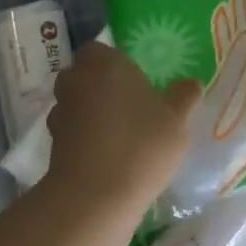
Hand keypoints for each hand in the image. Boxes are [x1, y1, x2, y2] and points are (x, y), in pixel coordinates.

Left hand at [46, 41, 201, 217]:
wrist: (95, 197)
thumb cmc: (141, 144)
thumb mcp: (177, 119)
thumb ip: (184, 96)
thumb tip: (192, 83)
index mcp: (104, 64)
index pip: (99, 49)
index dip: (113, 61)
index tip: (133, 77)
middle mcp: (76, 82)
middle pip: (82, 74)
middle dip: (99, 83)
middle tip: (128, 101)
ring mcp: (60, 113)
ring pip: (74, 102)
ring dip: (89, 110)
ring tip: (117, 129)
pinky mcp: (52, 144)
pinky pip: (70, 131)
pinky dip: (82, 136)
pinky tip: (104, 152)